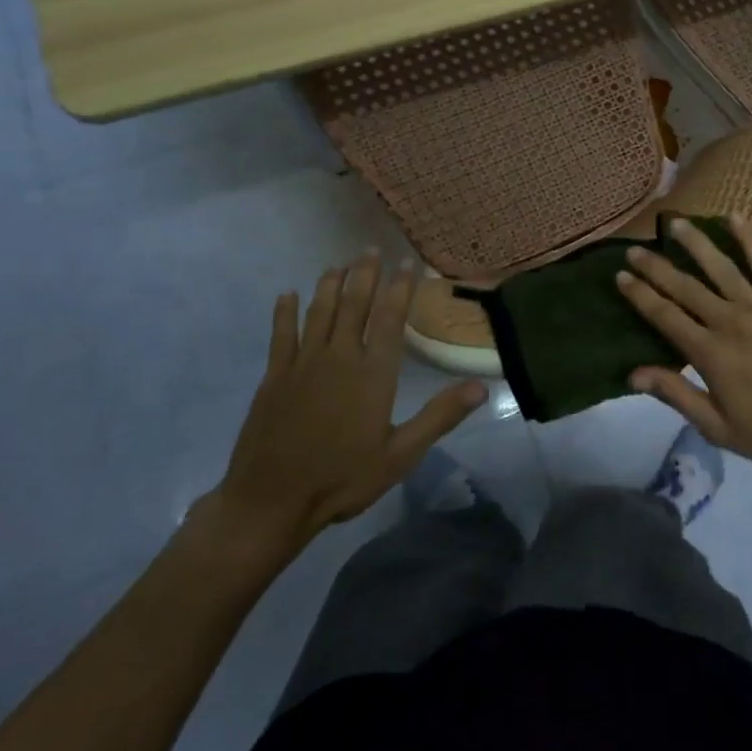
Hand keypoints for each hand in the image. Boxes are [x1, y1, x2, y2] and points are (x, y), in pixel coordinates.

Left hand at [202, 253, 487, 568]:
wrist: (270, 502)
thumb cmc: (342, 478)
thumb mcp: (401, 454)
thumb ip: (439, 416)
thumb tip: (481, 387)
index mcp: (373, 373)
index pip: (390, 318)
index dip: (400, 287)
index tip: (407, 263)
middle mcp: (339, 357)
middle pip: (354, 305)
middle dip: (364, 275)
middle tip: (371, 249)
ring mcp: (303, 364)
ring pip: (319, 312)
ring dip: (330, 285)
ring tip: (338, 265)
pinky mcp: (275, 376)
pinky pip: (281, 334)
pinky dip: (285, 312)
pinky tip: (287, 295)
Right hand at [616, 214, 751, 471]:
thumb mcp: (718, 427)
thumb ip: (676, 395)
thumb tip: (633, 373)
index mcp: (709, 353)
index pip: (664, 315)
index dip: (639, 294)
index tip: (620, 275)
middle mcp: (729, 320)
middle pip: (684, 286)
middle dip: (656, 266)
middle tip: (634, 247)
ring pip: (720, 265)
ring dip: (695, 242)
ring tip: (675, 223)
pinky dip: (749, 238)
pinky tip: (734, 217)